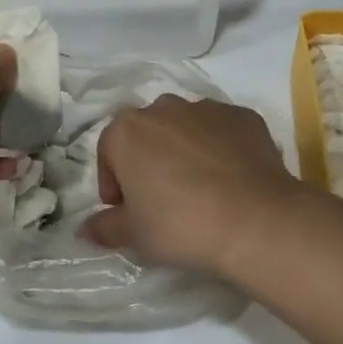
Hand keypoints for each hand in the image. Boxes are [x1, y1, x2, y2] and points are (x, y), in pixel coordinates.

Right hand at [82, 96, 297, 279]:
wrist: (256, 220)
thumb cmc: (180, 225)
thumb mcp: (134, 235)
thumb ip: (105, 227)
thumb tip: (86, 229)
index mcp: (127, 130)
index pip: (108, 152)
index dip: (113, 183)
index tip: (125, 210)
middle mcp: (164, 108)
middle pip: (147, 134)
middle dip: (148, 160)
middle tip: (161, 198)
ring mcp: (207, 108)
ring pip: (185, 127)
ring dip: (184, 150)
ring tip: (199, 188)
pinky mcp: (244, 116)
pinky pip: (222, 130)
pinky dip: (220, 148)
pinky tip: (230, 179)